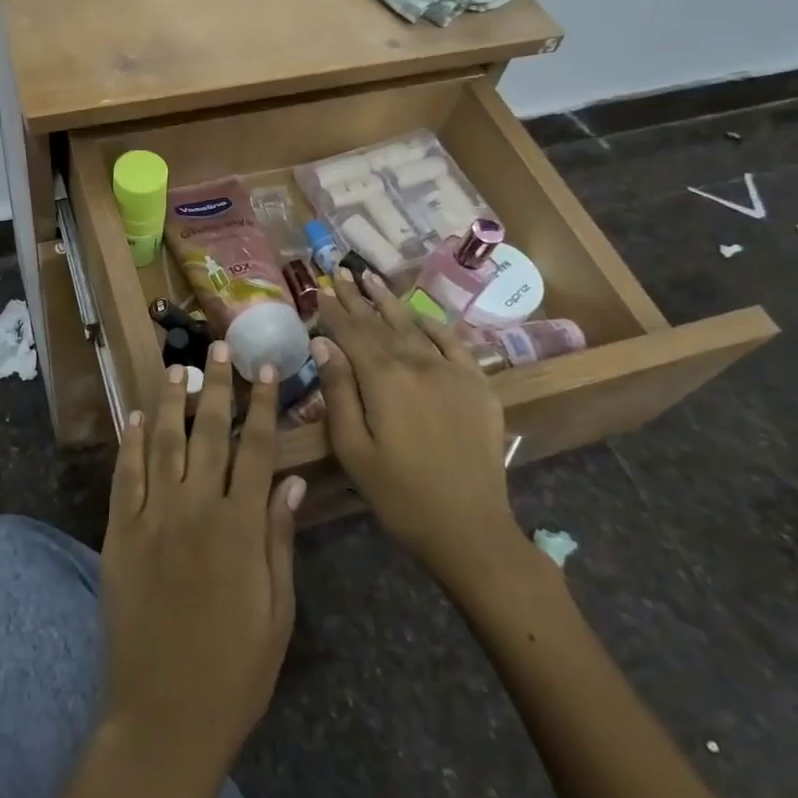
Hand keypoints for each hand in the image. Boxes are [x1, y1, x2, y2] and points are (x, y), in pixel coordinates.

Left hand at [100, 343, 304, 790]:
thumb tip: (290, 482)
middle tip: (217, 346)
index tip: (265, 368)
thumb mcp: (277, 613)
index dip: (262, 405)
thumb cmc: (234, 672)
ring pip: (161, 442)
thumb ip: (280, 541)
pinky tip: (132, 415)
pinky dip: (128, 442)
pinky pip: (124, 476)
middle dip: (215, 385)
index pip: (256, 449)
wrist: (163, 717)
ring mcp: (152, 519)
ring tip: (175, 365)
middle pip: (208, 433)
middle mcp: (195, 510)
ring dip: (169, 400)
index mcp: (240, 528)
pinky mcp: (118, 534)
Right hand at [312, 268, 522, 583]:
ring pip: (414, 326)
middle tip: (340, 271)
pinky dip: (434, 326)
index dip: (334, 310)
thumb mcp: (353, 449)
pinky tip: (420, 316)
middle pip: (381, 323)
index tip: (320, 287)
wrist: (470, 527)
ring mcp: (452, 372)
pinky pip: (453, 344)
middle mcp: (417, 363)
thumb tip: (323, 344)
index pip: (352, 332)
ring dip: (390, 302)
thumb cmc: (399, 494)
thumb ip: (338, 392)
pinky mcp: (478, 386)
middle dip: (358, 298)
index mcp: (383, 378)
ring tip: (371, 278)